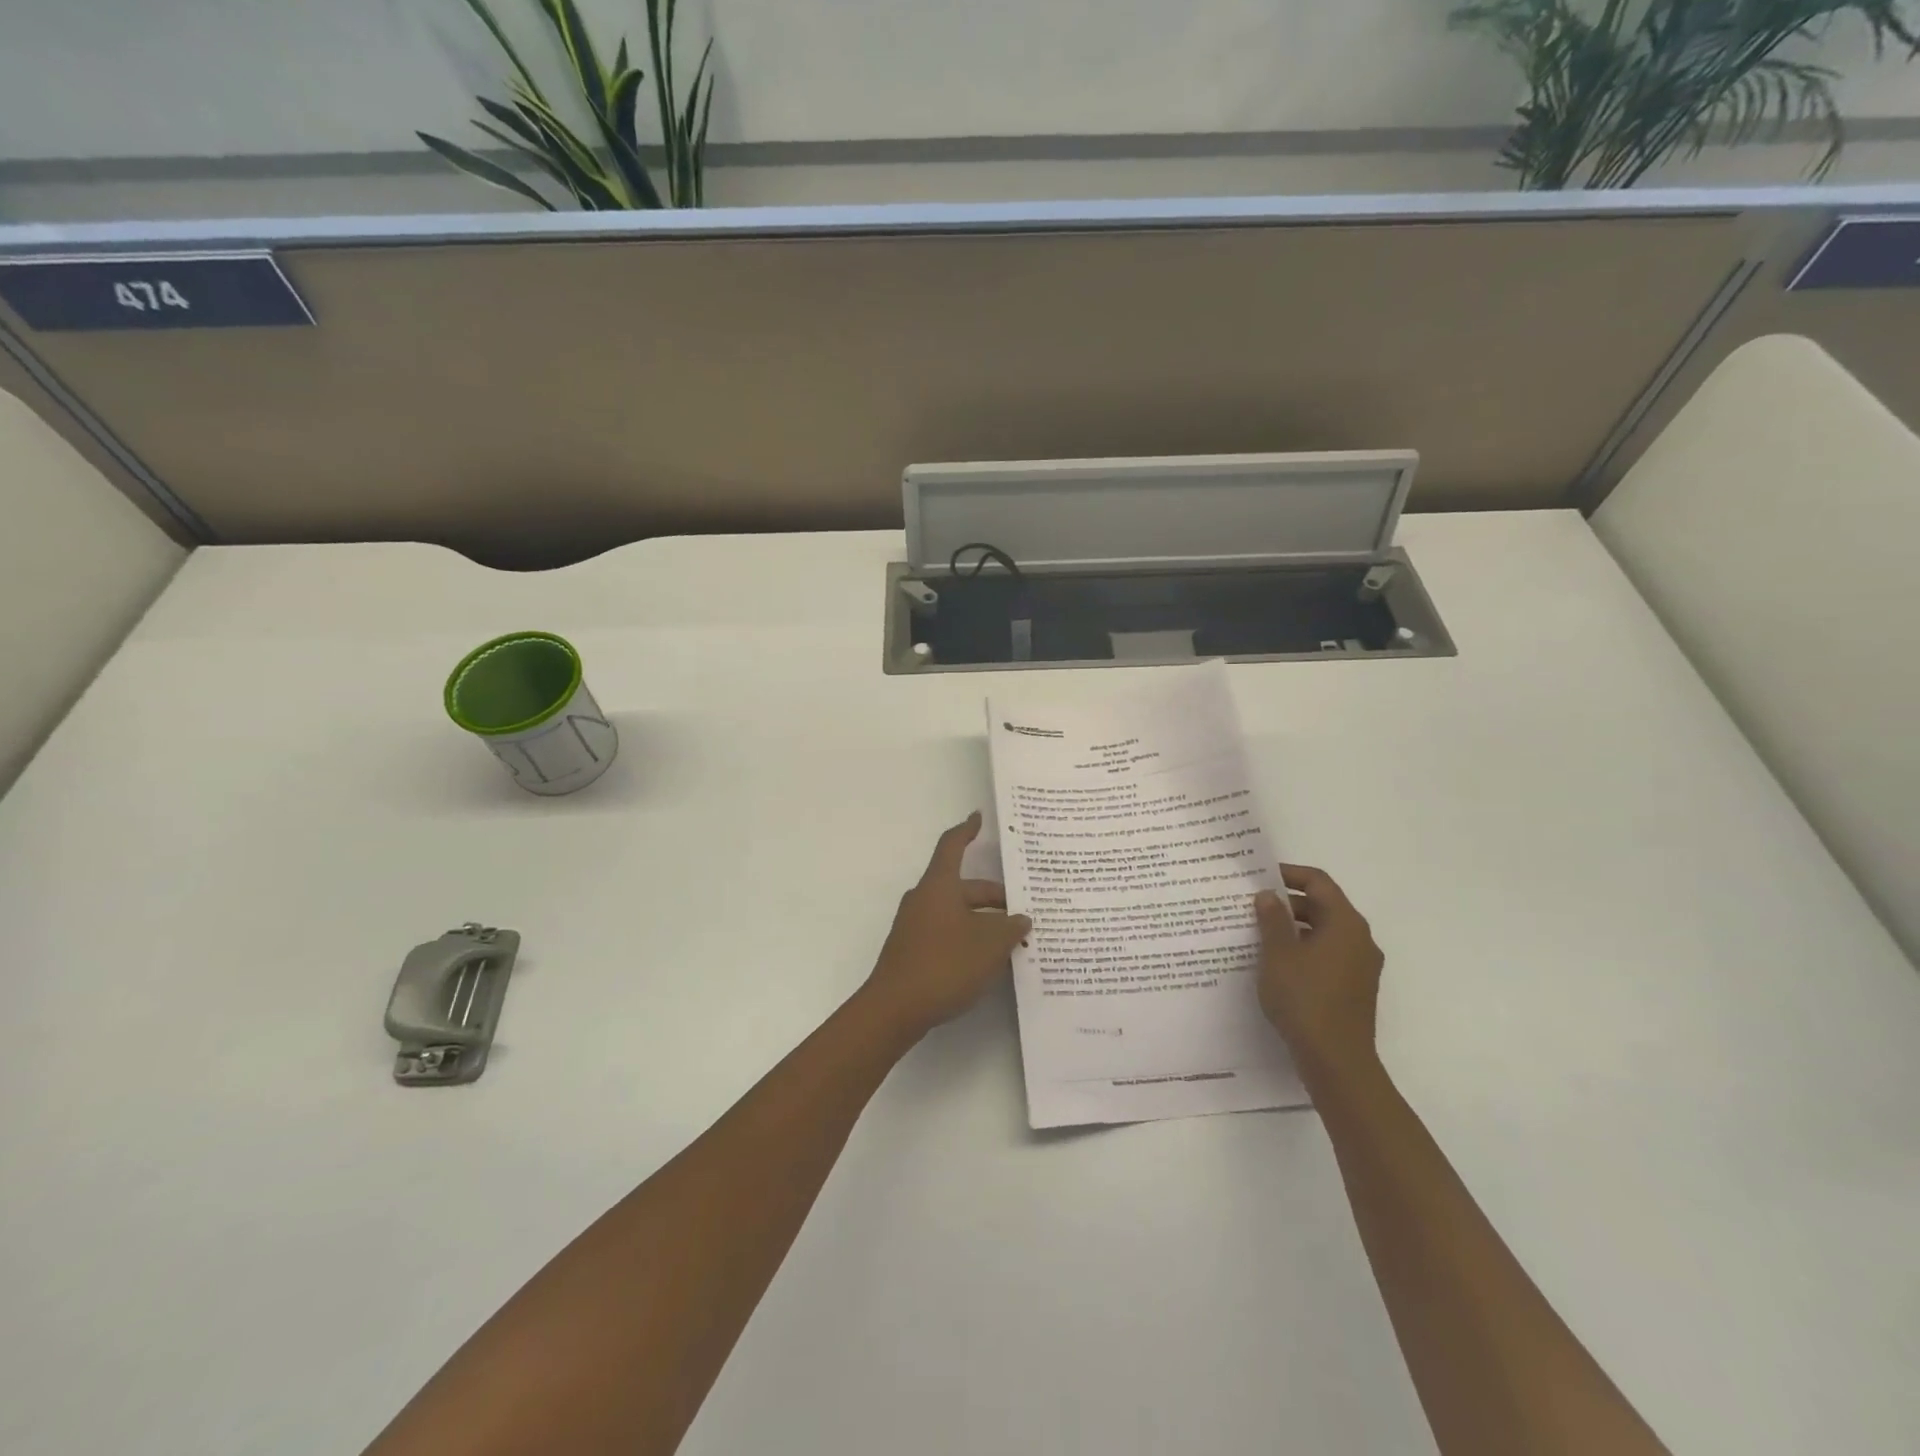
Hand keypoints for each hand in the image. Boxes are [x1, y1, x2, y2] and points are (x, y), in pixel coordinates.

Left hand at [861, 813, 1030, 1038]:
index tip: (977, 817)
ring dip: (984, 920)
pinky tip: (988, 960)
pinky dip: (969, 937)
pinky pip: (947, 931)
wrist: (894, 1008)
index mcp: (939, 885)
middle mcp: (924, 898)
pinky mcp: (913, 949)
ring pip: (957, 912)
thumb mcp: (989, 945)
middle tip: (1024, 912)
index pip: (953, 846)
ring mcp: (915, 925)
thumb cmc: (945, 964)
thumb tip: (1020, 919)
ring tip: (1013, 939)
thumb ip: (1010, 928)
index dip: (967, 830)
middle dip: (994, 897)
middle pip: (963, 886)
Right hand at [1254, 864, 1383, 1083]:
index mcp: (1345, 923)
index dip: (1289, 874)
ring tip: (1259, 936)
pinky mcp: (1354, 988)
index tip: (1260, 877)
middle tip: (1253, 908)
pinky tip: (1278, 965)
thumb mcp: (1278, 954)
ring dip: (1294, 929)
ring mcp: (1360, 966)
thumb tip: (1268, 895)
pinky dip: (1304, 951)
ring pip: (1325, 933)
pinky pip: (1328, 956)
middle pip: (1323, 907)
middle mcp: (1360, 940)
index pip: (1319, 882)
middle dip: (1288, 904)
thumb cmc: (1305, 998)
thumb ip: (1272, 919)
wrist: (1336, 1060)